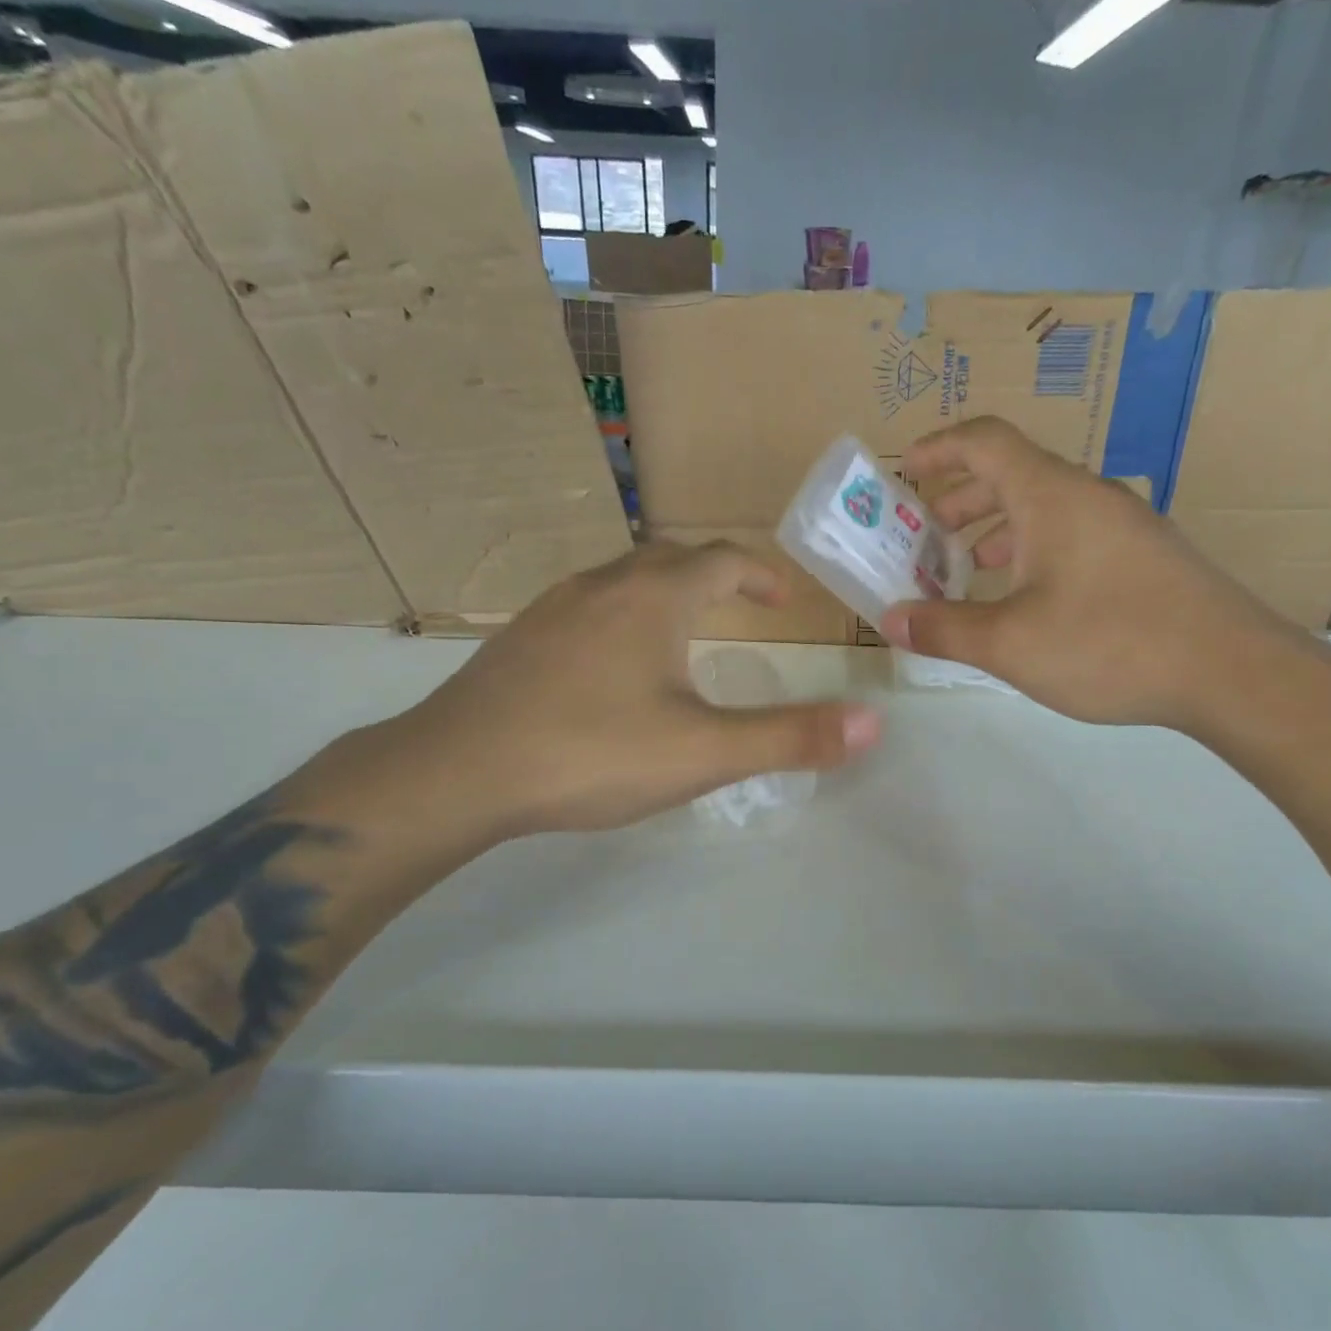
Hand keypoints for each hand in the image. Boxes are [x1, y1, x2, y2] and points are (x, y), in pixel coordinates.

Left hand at [384, 542, 881, 847]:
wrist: (457, 771)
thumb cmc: (591, 753)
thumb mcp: (704, 753)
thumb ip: (790, 737)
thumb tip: (874, 722)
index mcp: (654, 597)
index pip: (723, 561)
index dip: (760, 575)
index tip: (782, 600)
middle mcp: (603, 585)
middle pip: (672, 558)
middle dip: (716, 576)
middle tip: (742, 608)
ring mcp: (554, 607)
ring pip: (623, 578)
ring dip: (665, 592)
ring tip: (685, 631)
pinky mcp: (520, 638)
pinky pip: (588, 606)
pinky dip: (622, 616)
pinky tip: (614, 664)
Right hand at [877, 416, 1291, 731]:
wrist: (1233, 672)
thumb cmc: (1109, 643)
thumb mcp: (1010, 643)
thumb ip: (944, 629)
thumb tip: (892, 621)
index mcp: (1051, 495)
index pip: (984, 441)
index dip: (937, 447)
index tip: (904, 471)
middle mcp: (1087, 495)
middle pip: (1010, 473)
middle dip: (958, 500)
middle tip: (925, 537)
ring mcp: (1122, 524)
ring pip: (1043, 507)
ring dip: (994, 528)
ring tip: (966, 567)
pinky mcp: (1142, 556)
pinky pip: (1071, 534)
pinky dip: (1031, 550)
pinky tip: (1024, 597)